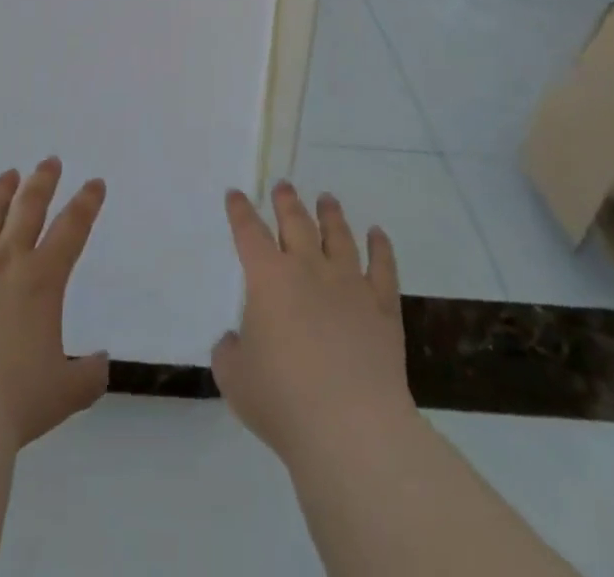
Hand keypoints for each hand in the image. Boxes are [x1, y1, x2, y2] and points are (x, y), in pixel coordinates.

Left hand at [0, 157, 109, 449]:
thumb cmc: (14, 402)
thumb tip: (102, 362)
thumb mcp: (65, 393)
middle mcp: (7, 261)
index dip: (87, 202)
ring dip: (0, 191)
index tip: (95, 183)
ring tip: (9, 175)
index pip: (73, 228)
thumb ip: (89, 375)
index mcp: (43, 280)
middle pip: (29, 207)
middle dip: (43, 181)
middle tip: (50, 162)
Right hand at [212, 182, 413, 461]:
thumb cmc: (283, 400)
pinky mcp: (382, 308)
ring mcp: (349, 285)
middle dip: (287, 201)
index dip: (240, 211)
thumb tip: (235, 340)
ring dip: (331, 214)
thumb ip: (229, 352)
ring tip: (327, 199)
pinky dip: (380, 247)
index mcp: (268, 278)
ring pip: (339, 236)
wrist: (351, 427)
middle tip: (284, 186)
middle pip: (296, 222)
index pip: (249, 233)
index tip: (236, 194)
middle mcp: (308, 269)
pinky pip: (383, 267)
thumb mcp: (234, 379)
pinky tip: (378, 234)